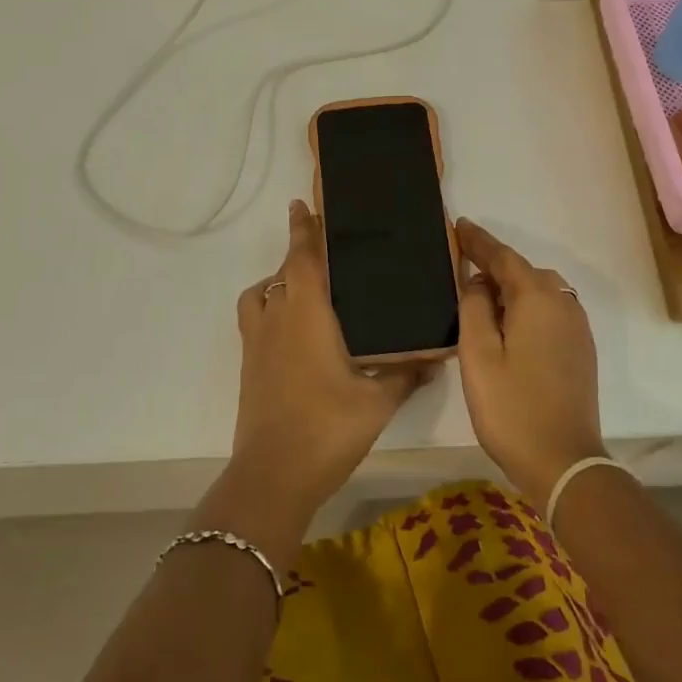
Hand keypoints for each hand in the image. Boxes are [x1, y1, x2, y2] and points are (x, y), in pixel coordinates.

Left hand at [226, 201, 423, 531]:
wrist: (273, 476)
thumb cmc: (327, 428)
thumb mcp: (377, 401)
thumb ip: (404, 373)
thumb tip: (432, 357)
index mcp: (307, 314)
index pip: (302, 258)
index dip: (302, 230)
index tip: (299, 205)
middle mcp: (277, 318)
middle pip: (282, 272)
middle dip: (296, 253)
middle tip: (320, 247)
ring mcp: (257, 343)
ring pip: (261, 294)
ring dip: (277, 282)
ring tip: (303, 289)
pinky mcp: (249, 365)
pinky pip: (255, 320)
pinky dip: (269, 309)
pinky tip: (293, 332)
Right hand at [455, 219, 605, 505]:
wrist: (564, 462)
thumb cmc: (512, 407)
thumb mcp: (478, 354)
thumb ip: (474, 307)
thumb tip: (477, 281)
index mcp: (537, 298)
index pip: (503, 257)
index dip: (479, 241)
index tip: (459, 224)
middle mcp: (563, 303)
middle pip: (523, 271)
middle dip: (494, 264)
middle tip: (462, 262)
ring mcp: (577, 327)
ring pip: (540, 290)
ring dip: (512, 286)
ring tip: (481, 294)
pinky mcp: (581, 348)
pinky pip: (551, 309)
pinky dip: (528, 305)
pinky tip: (510, 322)